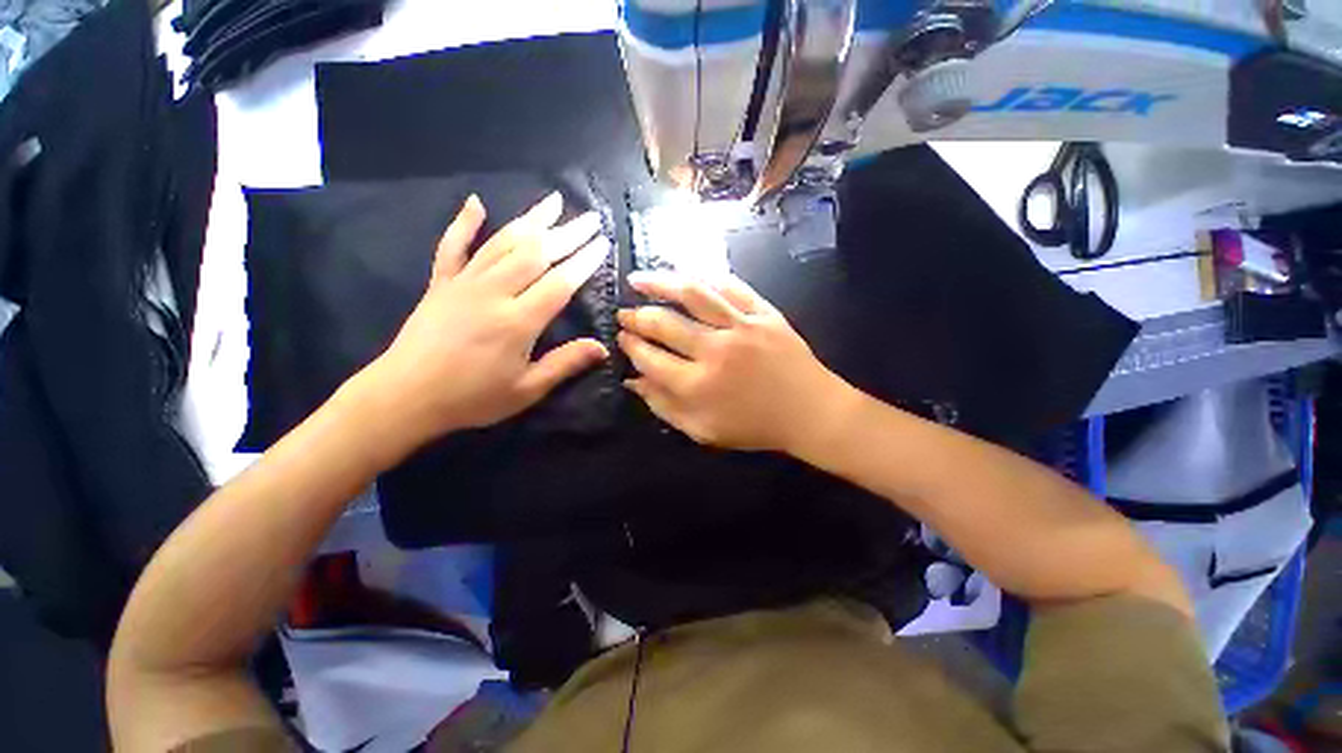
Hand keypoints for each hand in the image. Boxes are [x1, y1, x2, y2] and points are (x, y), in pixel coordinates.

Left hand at [346, 192, 610, 464]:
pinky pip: (453, 246)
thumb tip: (603, 348)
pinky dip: (464, 223)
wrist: (405, 396)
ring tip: (554, 201)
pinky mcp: (441, 283)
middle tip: (591, 217)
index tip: (602, 243)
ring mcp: (464, 283)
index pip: (560, 283)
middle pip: (536, 254)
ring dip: (531, 219)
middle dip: (567, 233)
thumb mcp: (526, 390)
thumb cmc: (471, 397)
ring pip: (502, 242)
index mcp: (518, 321)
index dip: (584, 262)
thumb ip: (565, 364)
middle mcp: (494, 293)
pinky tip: (476, 203)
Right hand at [617, 271, 851, 453]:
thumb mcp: (703, 431)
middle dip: (637, 316)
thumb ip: (664, 407)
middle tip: (624, 313)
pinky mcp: (763, 312)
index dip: (630, 345)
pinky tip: (688, 276)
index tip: (621, 337)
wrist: (810, 412)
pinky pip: (731, 286)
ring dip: (661, 282)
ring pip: (693, 294)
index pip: (650, 358)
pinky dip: (705, 278)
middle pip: (664, 323)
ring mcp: (741, 326)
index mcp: (698, 386)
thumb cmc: (755, 426)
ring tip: (638, 279)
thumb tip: (632, 381)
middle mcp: (715, 351)